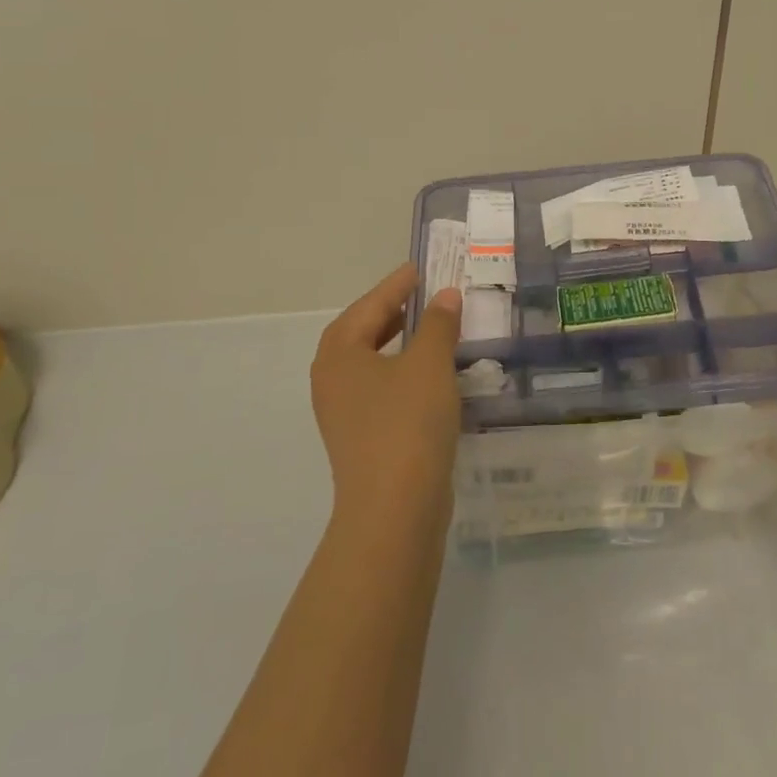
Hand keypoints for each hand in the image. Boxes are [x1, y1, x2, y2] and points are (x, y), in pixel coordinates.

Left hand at [310, 263, 463, 526]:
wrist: (394, 508)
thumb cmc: (407, 423)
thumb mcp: (429, 364)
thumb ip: (437, 324)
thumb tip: (444, 296)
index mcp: (339, 353)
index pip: (369, 306)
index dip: (396, 285)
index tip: (419, 268)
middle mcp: (332, 379)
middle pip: (361, 333)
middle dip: (391, 312)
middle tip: (422, 295)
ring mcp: (343, 412)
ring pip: (370, 364)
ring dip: (397, 343)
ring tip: (428, 330)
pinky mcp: (360, 438)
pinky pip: (379, 389)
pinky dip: (401, 373)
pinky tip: (429, 377)